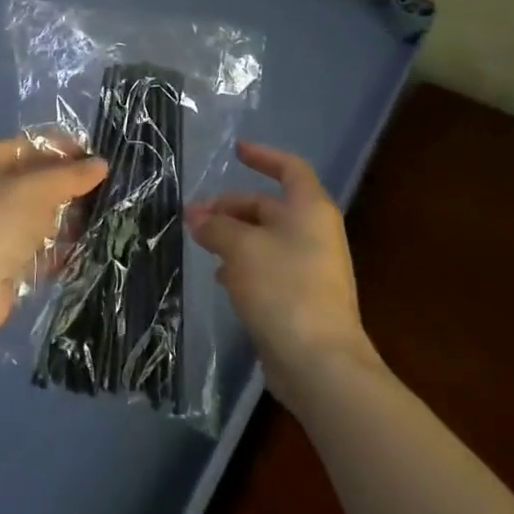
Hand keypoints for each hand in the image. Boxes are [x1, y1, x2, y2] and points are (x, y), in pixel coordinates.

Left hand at [0, 140, 105, 346]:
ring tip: (105, 222)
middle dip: (70, 189)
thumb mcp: (37, 188)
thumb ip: (70, 176)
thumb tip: (100, 164)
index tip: (99, 162)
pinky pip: (39, 251)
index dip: (65, 150)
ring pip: (41, 218)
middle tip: (108, 194)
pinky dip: (60, 251)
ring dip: (68, 221)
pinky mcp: (5, 263)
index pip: (33, 146)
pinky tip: (88, 251)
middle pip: (38, 183)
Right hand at [187, 141, 374, 402]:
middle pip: (268, 206)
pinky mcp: (300, 298)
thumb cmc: (283, 288)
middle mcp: (313, 233)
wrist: (319, 362)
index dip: (263, 155)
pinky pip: (267, 268)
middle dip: (230, 207)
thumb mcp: (240, 248)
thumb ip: (216, 226)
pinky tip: (219, 278)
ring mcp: (309, 267)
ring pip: (264, 238)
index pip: (289, 168)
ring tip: (200, 244)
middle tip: (193, 216)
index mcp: (309, 209)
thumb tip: (197, 217)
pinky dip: (242, 265)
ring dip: (231, 236)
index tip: (236, 150)